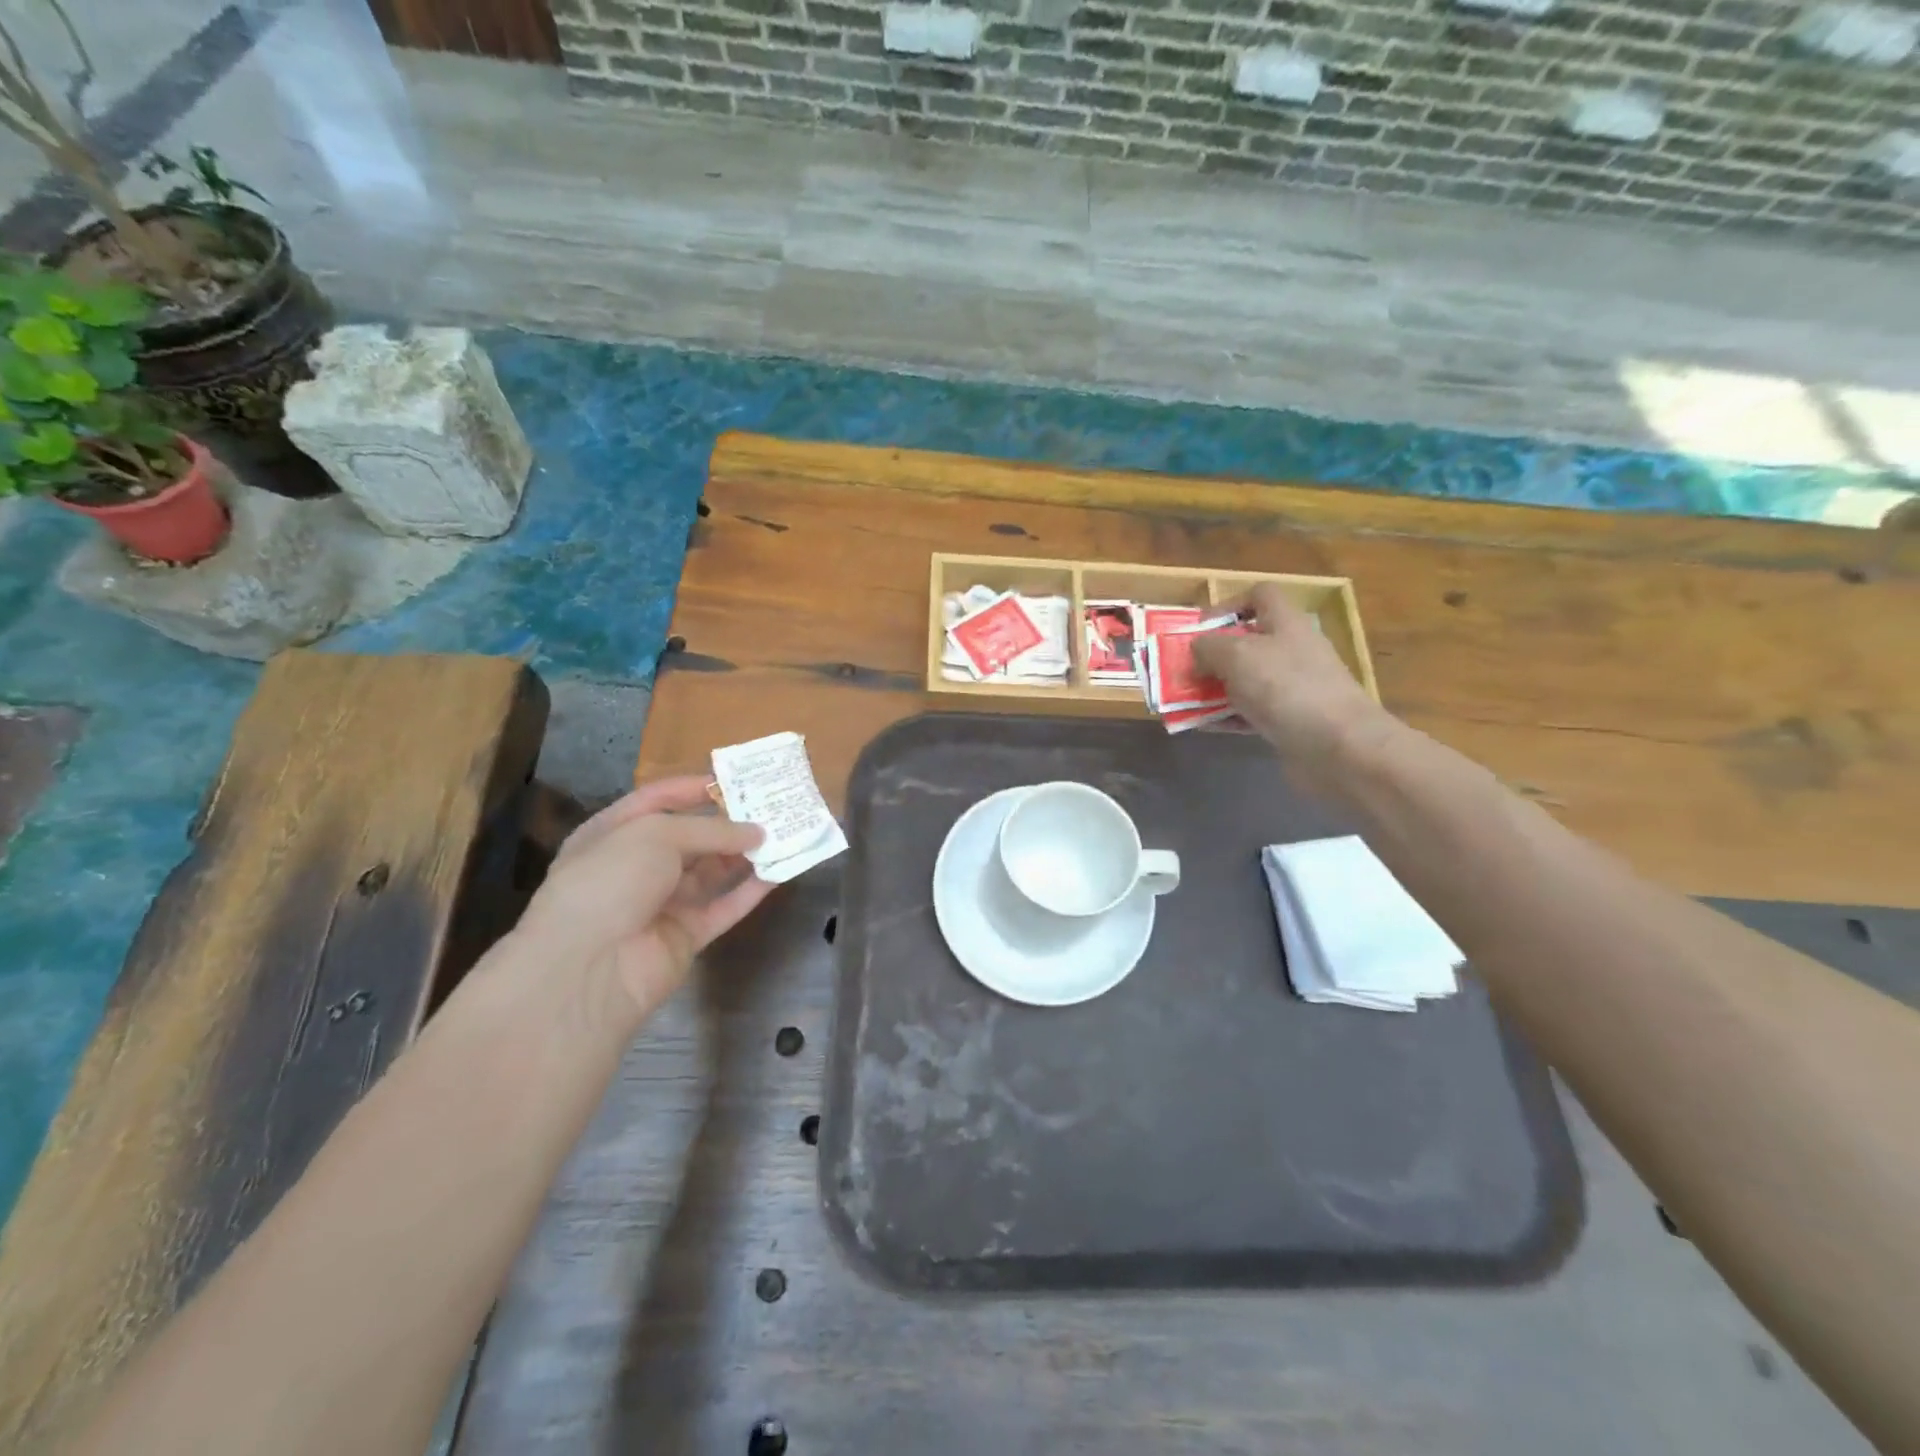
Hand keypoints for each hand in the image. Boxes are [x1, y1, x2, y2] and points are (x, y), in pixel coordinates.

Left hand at [514, 776, 772, 1022]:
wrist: (589, 968)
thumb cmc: (611, 880)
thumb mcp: (656, 835)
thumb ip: (710, 830)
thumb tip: (756, 832)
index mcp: (613, 834)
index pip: (655, 801)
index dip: (691, 788)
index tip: (733, 780)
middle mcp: (636, 866)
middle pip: (689, 838)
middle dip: (727, 822)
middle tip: (770, 806)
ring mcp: (661, 904)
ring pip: (710, 872)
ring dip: (744, 854)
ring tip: (783, 833)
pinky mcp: (686, 935)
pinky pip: (724, 907)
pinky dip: (751, 891)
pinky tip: (780, 872)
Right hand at [1193, 583, 1393, 776]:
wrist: (1337, 746)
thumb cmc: (1286, 687)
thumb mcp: (1237, 655)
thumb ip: (1208, 647)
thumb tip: (1196, 650)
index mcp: (1286, 623)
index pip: (1260, 595)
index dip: (1228, 604)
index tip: (1200, 628)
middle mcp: (1293, 650)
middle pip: (1248, 641)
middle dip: (1214, 655)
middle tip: (1185, 670)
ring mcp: (1295, 687)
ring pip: (1248, 680)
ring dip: (1216, 689)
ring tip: (1187, 701)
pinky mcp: (1292, 720)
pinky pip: (1253, 712)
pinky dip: (1228, 717)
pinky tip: (1204, 725)